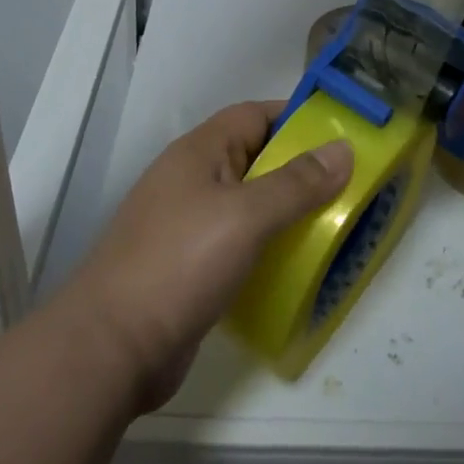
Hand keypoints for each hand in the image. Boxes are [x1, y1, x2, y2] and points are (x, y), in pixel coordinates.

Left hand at [63, 102, 351, 410]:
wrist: (111, 348)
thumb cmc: (180, 263)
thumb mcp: (246, 215)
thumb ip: (297, 182)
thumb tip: (344, 149)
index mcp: (199, 152)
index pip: (255, 115)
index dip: (297, 118)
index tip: (343, 133)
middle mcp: (193, 180)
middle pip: (256, 159)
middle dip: (302, 168)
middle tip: (352, 184)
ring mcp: (189, 225)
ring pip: (250, 204)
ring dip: (289, 211)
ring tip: (338, 223)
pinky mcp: (191, 266)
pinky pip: (241, 243)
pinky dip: (270, 246)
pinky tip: (299, 264)